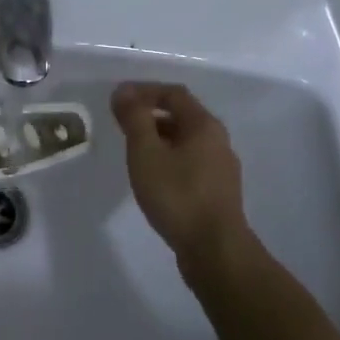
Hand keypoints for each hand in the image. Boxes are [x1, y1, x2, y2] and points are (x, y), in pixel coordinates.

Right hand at [111, 82, 247, 273]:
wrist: (214, 249)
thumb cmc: (177, 195)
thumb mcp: (146, 152)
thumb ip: (134, 118)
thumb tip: (124, 91)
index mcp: (204, 125)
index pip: (173, 94)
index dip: (144, 91)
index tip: (118, 99)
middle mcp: (218, 141)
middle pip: (182, 115)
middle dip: (150, 114)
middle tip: (121, 123)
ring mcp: (221, 167)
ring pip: (185, 141)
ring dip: (158, 137)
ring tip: (133, 150)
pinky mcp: (218, 191)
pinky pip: (190, 162)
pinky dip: (168, 158)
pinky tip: (153, 176)